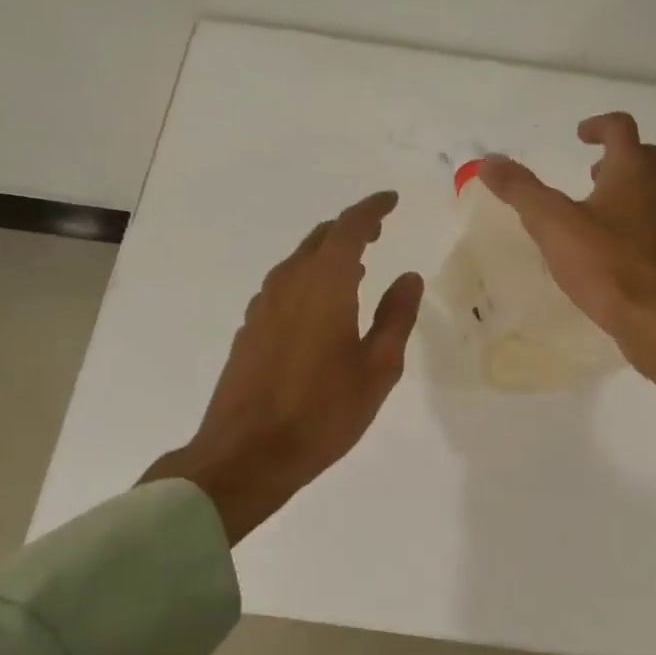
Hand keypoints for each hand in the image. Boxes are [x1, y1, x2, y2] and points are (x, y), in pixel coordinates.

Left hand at [142, 192, 423, 542]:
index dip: (372, 209)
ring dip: (328, 254)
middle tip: (378, 230)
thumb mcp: (377, 369)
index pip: (349, 228)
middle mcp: (289, 284)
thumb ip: (396, 317)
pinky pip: (284, 286)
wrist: (246, 453)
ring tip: (356, 266)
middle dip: (350, 228)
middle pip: (320, 239)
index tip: (391, 200)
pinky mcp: (250, 329)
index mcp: (325, 285)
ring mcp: (263, 306)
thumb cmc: (322, 412)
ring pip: (298, 262)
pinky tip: (320, 305)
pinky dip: (309, 279)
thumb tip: (409, 277)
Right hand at [479, 114, 655, 418]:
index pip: (621, 128)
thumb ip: (520, 190)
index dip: (599, 125)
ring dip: (624, 193)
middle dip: (616, 158)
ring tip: (592, 211)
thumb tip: (487, 160)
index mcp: (632, 173)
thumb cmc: (606, 265)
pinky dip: (630, 226)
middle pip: (643, 159)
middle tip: (590, 171)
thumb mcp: (552, 224)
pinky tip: (607, 251)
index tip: (579, 135)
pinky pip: (651, 229)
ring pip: (650, 195)